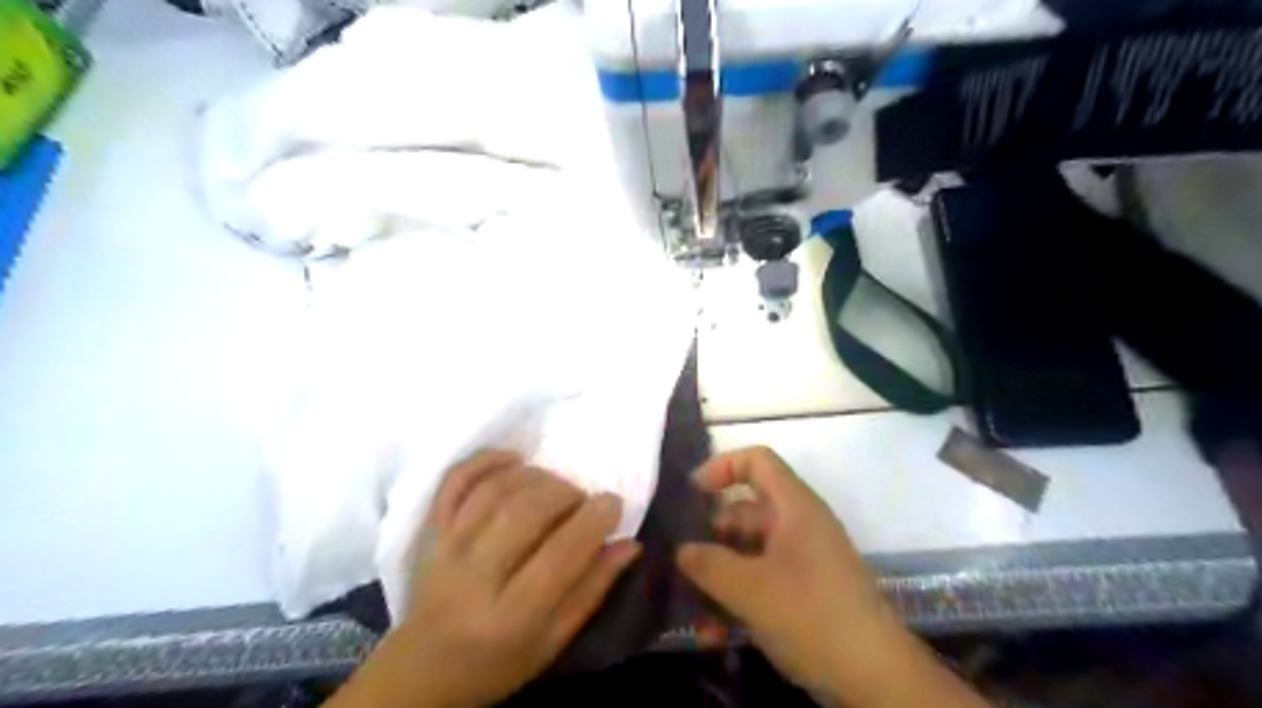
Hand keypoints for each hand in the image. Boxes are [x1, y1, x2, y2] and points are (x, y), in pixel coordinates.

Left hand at [334, 453, 640, 706]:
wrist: (422, 670)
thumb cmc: (496, 662)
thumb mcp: (552, 641)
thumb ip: (592, 590)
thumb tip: (629, 544)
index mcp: (511, 616)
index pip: (559, 555)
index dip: (593, 520)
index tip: (614, 503)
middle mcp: (474, 577)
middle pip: (525, 512)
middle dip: (566, 494)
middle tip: (583, 500)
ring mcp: (447, 547)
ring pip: (496, 491)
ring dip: (536, 477)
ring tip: (556, 489)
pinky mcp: (431, 530)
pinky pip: (455, 480)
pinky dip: (487, 460)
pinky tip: (515, 459)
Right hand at [675, 449, 891, 697]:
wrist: (875, 677)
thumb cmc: (812, 616)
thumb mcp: (750, 589)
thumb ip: (709, 564)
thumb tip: (682, 550)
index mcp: (795, 507)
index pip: (757, 461)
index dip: (722, 466)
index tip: (692, 494)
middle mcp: (800, 524)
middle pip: (747, 509)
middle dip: (712, 533)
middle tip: (680, 559)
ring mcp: (803, 559)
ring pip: (750, 550)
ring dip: (720, 572)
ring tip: (691, 604)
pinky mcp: (805, 590)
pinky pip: (762, 578)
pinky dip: (738, 594)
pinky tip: (715, 629)